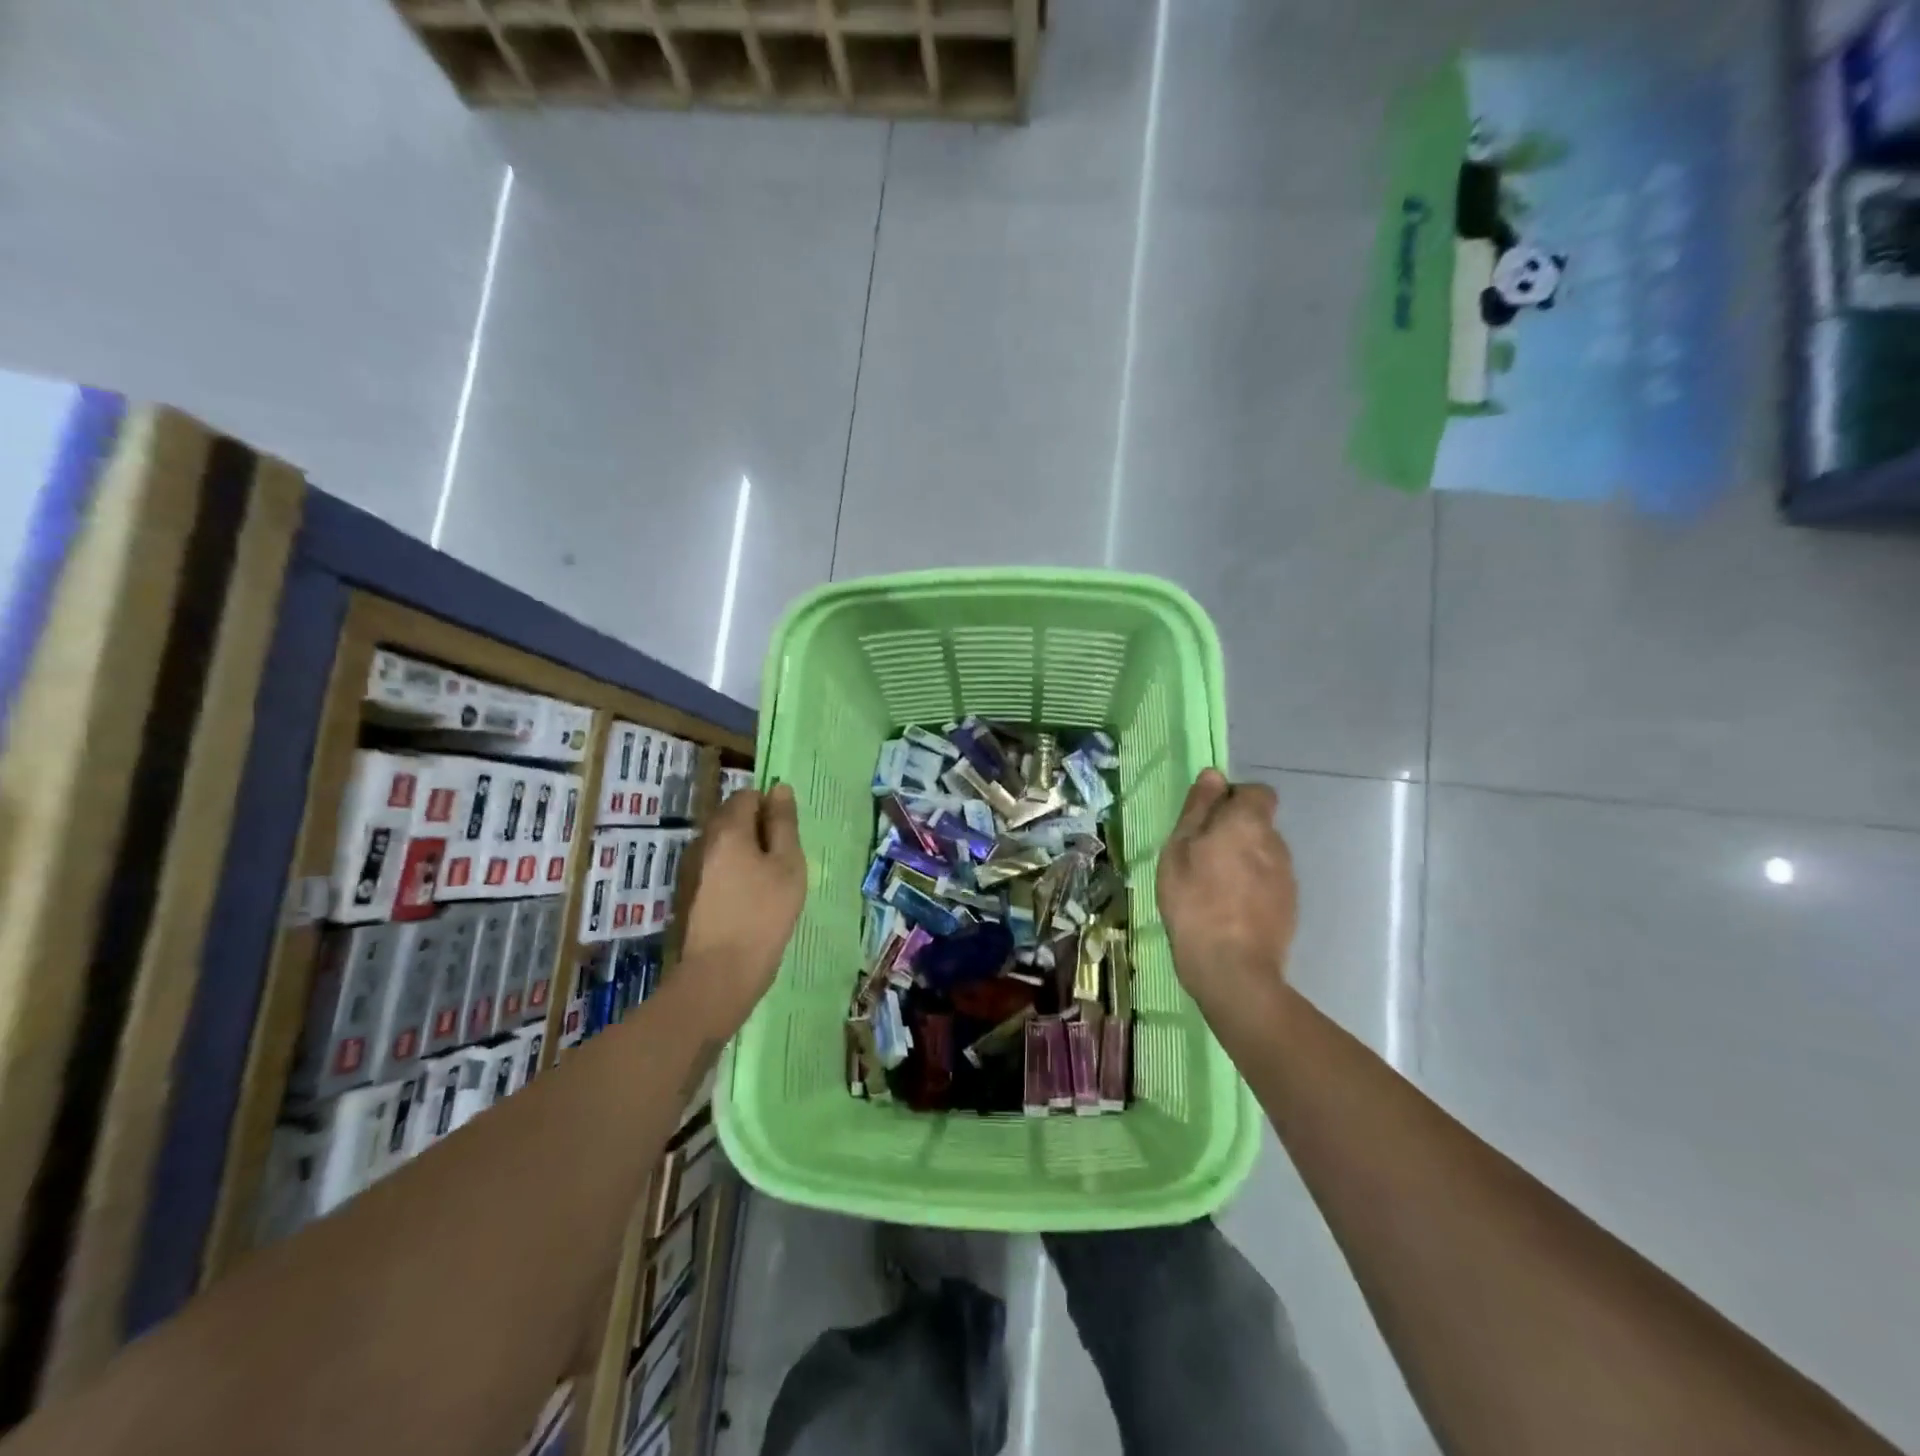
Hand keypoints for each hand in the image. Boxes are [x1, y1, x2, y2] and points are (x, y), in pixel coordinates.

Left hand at [675, 783, 805, 1037]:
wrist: (719, 974)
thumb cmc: (764, 915)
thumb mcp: (788, 866)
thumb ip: (784, 824)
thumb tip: (780, 789)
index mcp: (727, 830)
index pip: (747, 795)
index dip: (770, 807)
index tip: (787, 836)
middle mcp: (702, 842)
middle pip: (731, 817)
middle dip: (757, 829)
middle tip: (782, 861)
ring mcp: (690, 868)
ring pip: (722, 844)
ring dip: (744, 852)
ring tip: (767, 884)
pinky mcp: (687, 893)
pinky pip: (714, 868)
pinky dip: (732, 874)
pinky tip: (747, 901)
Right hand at [1156, 769, 1297, 1022]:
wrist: (1232, 969)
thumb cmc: (1194, 902)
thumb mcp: (1179, 850)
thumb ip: (1198, 810)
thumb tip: (1214, 775)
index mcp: (1248, 823)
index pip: (1256, 792)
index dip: (1233, 799)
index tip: (1205, 820)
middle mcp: (1276, 843)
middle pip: (1258, 824)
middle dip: (1234, 832)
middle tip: (1199, 856)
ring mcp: (1287, 877)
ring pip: (1263, 854)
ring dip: (1242, 861)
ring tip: (1212, 887)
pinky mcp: (1289, 907)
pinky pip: (1267, 882)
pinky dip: (1250, 887)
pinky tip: (1228, 909)